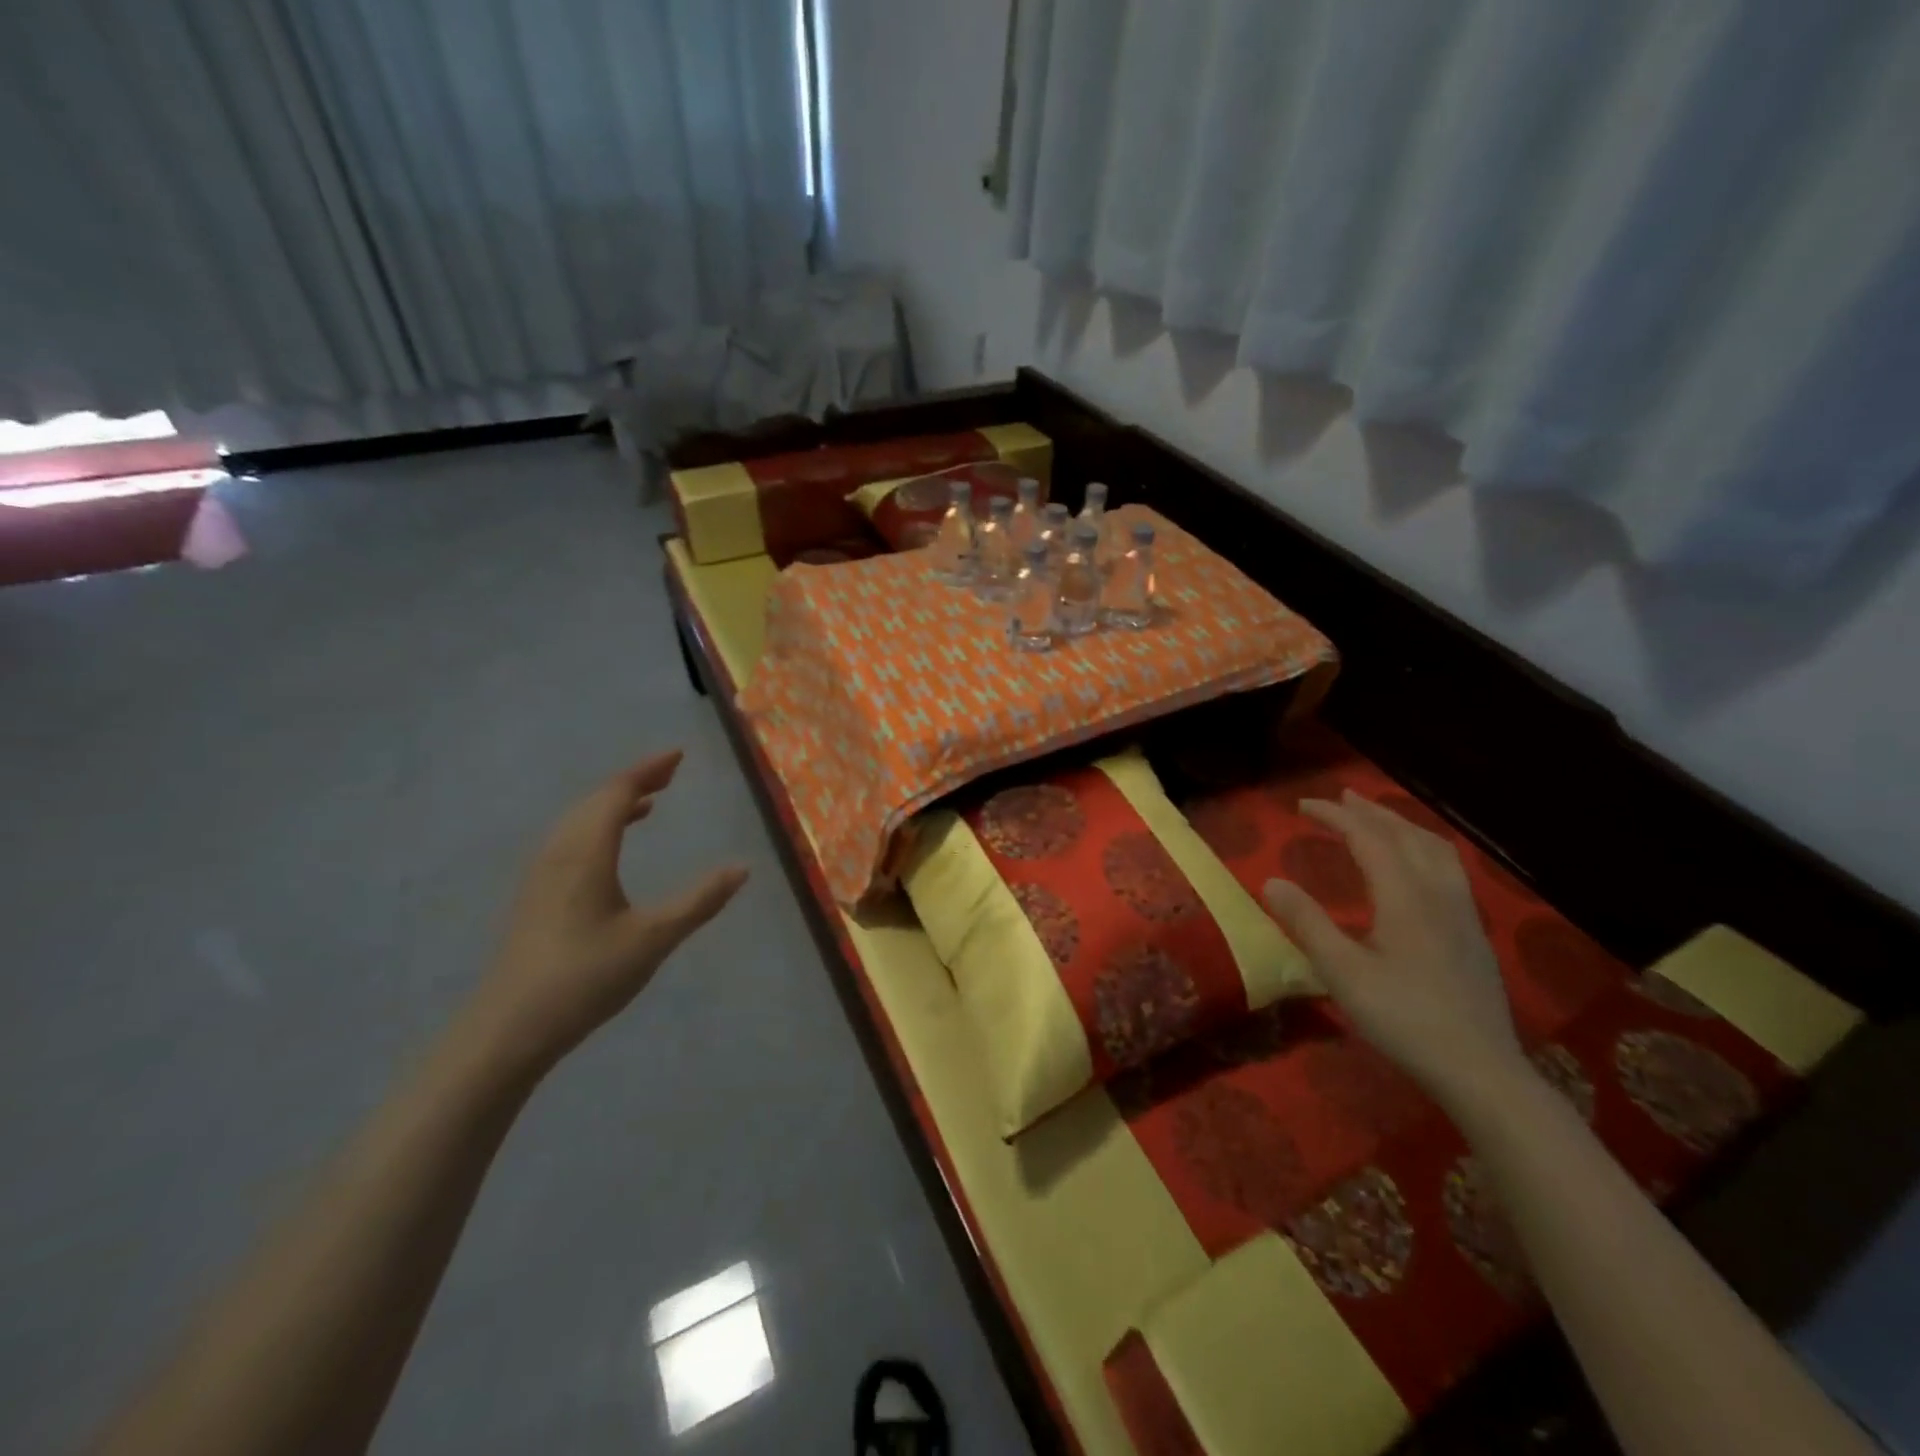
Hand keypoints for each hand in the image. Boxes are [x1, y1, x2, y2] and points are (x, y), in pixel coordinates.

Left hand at [463, 751, 747, 1077]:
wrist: (508, 1028)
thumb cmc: (586, 977)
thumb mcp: (653, 939)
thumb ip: (699, 901)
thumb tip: (742, 868)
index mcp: (587, 852)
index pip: (618, 793)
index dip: (648, 770)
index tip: (678, 756)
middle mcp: (560, 852)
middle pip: (595, 800)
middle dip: (633, 781)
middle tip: (669, 774)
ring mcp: (541, 874)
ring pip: (578, 820)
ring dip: (612, 803)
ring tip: (646, 803)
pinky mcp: (534, 895)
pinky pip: (568, 839)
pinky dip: (595, 826)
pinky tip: (608, 849)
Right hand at [1262, 790, 1524, 1108]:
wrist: (1480, 1069)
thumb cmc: (1404, 1018)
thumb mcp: (1342, 973)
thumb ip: (1307, 923)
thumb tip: (1271, 881)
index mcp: (1405, 896)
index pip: (1368, 838)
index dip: (1335, 816)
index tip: (1302, 805)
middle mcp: (1438, 893)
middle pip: (1405, 835)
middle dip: (1370, 811)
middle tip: (1339, 798)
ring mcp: (1462, 912)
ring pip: (1434, 848)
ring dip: (1402, 824)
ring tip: (1378, 818)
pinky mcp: (1474, 932)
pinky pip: (1449, 867)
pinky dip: (1423, 847)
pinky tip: (1416, 866)